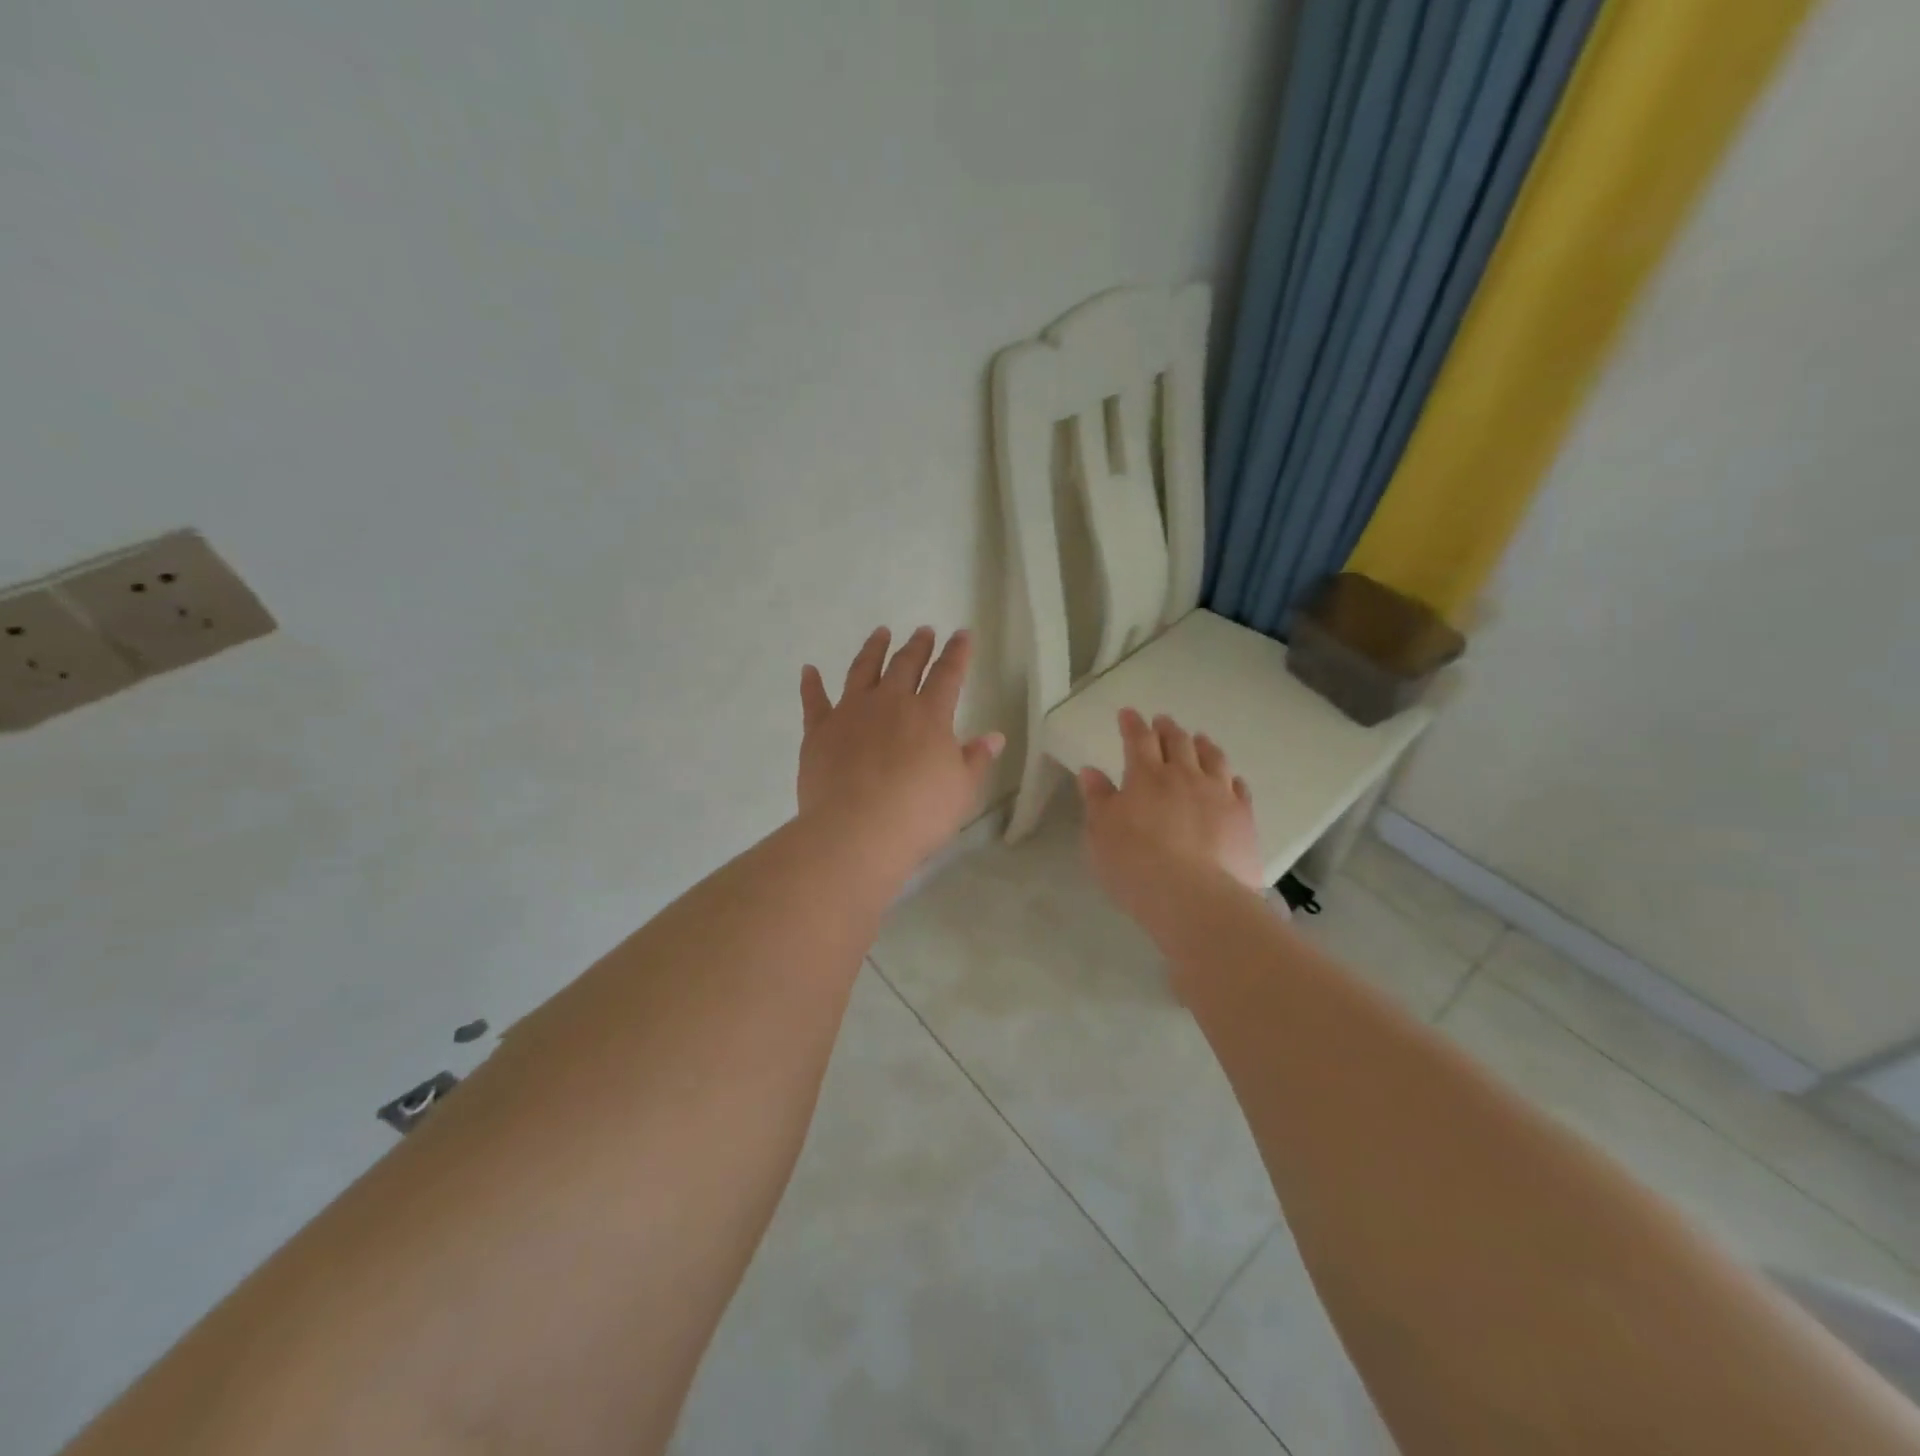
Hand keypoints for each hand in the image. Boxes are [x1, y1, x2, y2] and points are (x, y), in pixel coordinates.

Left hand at [798, 627, 1004, 872]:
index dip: (957, 653)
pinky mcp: (819, 731)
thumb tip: (994, 736)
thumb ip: (976, 759)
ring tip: (880, 633)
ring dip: (873, 649)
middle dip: (917, 646)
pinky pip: (814, 700)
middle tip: (923, 631)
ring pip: (862, 670)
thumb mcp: (961, 790)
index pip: (948, 674)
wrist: (857, 831)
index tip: (962, 634)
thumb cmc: (919, 814)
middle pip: (905, 665)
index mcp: (929, 715)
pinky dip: (811, 684)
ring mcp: (851, 713)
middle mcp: (890, 703)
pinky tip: (809, 670)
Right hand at [1077, 709, 1263, 918]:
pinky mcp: (1243, 817)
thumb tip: (1090, 771)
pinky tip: (1230, 778)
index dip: (1132, 724)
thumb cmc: (1135, 864)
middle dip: (1167, 729)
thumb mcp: (1101, 832)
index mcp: (1146, 776)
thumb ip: (1097, 799)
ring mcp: (1218, 794)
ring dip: (1203, 745)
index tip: (1128, 714)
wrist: (1194, 897)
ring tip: (1199, 738)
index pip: (1138, 740)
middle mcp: (1185, 776)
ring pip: (1213, 758)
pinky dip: (1231, 777)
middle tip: (1162, 722)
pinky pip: (1239, 788)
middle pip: (1178, 742)